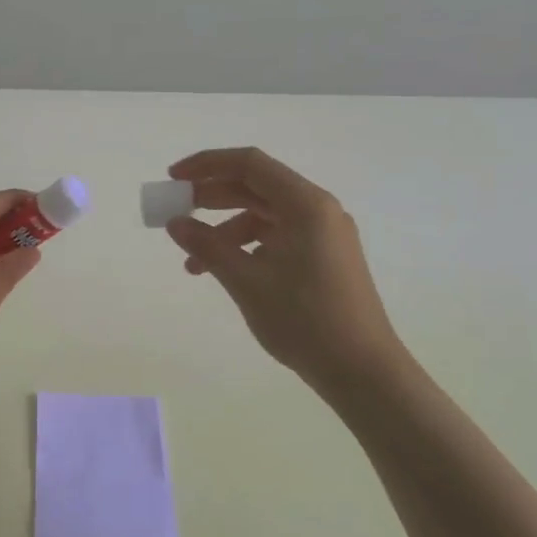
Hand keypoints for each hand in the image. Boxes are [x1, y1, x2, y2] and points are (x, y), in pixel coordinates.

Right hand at [164, 147, 404, 386]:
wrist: (363, 372)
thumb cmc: (305, 320)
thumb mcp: (247, 282)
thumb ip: (208, 246)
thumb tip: (174, 222)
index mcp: (305, 205)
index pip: (249, 164)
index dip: (206, 164)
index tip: (173, 179)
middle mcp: (318, 210)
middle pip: (256, 187)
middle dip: (211, 197)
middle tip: (176, 213)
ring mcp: (323, 234)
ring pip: (264, 215)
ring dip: (225, 230)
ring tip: (193, 262)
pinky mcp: (324, 257)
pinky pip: (277, 237)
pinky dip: (247, 247)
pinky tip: (226, 272)